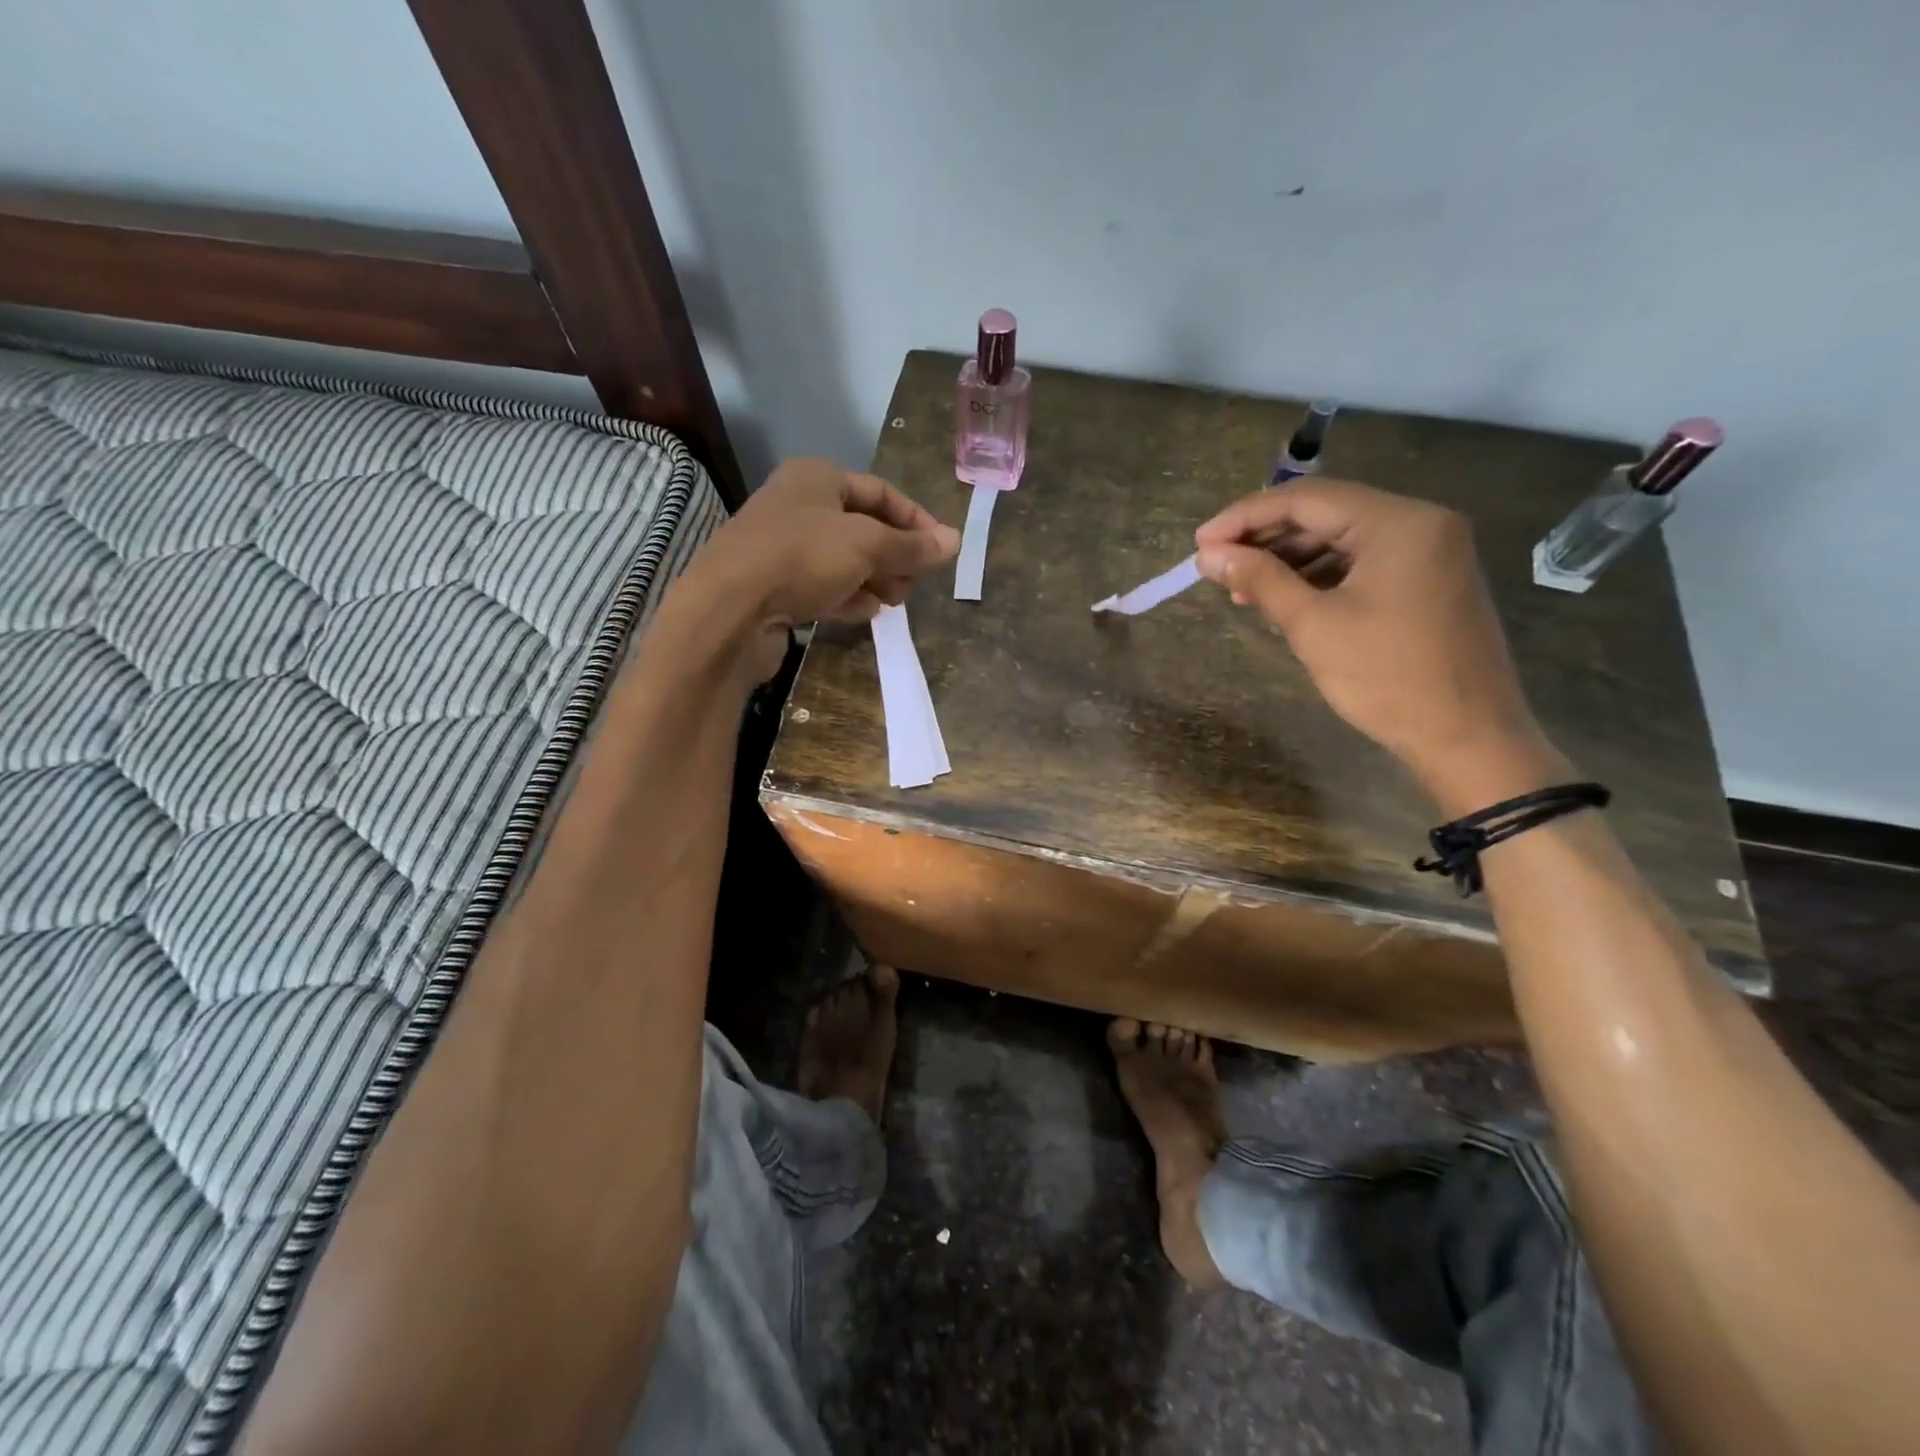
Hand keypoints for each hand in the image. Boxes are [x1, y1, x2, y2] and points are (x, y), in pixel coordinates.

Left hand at [679, 458, 959, 683]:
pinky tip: (864, 614)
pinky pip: (822, 586)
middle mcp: (797, 506)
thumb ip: (912, 546)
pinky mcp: (774, 586)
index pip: (881, 492)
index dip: (915, 520)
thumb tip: (955, 541)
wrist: (729, 610)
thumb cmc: (801, 559)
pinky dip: (846, 597)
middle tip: (914, 582)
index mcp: (816, 478)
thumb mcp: (866, 546)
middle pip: (863, 528)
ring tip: (893, 602)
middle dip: (894, 556)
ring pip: (844, 560)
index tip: (940, 550)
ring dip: (874, 580)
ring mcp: (782, 548)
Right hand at [1194, 478, 1566, 812]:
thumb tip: (1209, 555)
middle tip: (1216, 565)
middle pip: (1326, 513)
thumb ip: (1260, 580)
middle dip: (1265, 537)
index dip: (1245, 517)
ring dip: (1289, 558)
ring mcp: (1430, 550)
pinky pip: (1363, 561)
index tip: (1200, 544)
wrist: (1468, 736)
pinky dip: (1320, 575)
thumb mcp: (1313, 625)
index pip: (1306, 499)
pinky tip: (1284, 598)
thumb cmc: (1386, 678)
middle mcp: (1421, 521)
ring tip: (1242, 588)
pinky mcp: (1429, 578)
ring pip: (1342, 537)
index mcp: (1398, 522)